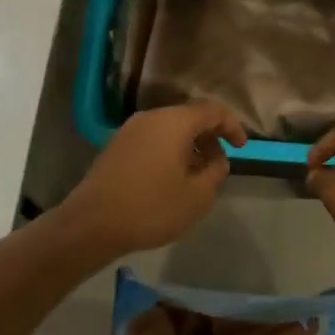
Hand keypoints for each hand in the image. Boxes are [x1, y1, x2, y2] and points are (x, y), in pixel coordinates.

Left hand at [60, 102, 247, 254]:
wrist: (92, 223)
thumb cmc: (151, 207)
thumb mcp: (197, 196)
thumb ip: (215, 172)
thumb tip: (216, 160)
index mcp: (175, 122)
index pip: (213, 111)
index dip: (232, 126)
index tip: (242, 147)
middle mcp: (152, 117)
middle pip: (190, 117)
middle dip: (210, 138)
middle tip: (219, 165)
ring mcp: (130, 129)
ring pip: (169, 128)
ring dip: (189, 146)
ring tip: (196, 175)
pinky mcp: (116, 145)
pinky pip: (152, 139)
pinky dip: (168, 151)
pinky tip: (170, 178)